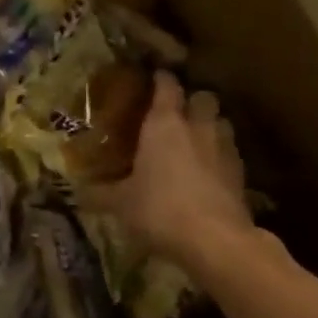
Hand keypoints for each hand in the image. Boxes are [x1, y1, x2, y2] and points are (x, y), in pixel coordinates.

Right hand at [79, 71, 256, 277]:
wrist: (216, 240)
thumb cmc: (160, 209)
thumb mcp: (121, 204)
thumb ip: (100, 193)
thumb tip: (76, 191)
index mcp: (164, 124)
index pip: (167, 86)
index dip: (161, 78)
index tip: (154, 76)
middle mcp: (197, 127)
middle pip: (203, 97)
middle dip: (192, 100)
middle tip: (177, 112)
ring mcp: (224, 148)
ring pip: (222, 122)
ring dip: (210, 125)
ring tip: (195, 140)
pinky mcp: (241, 173)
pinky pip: (230, 152)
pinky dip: (220, 155)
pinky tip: (208, 171)